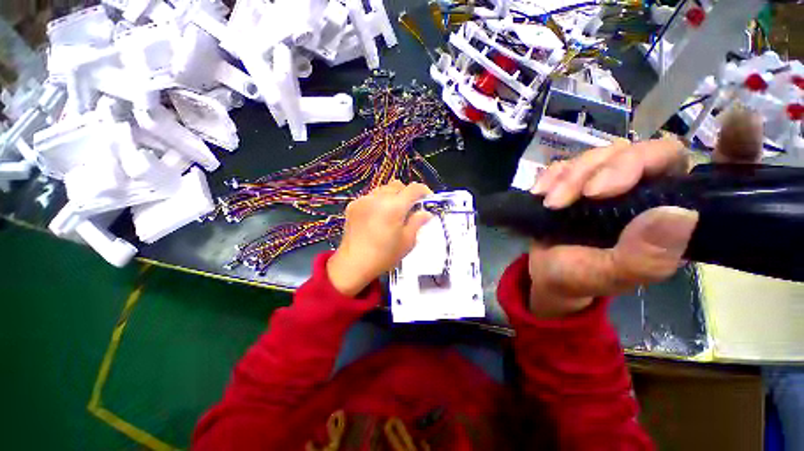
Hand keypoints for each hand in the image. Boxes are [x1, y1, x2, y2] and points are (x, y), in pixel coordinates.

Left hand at [327, 181, 432, 296]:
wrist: (353, 263)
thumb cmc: (384, 255)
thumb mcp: (407, 241)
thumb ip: (417, 222)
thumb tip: (425, 213)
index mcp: (395, 206)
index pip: (414, 188)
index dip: (424, 191)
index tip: (427, 200)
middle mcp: (379, 198)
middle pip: (398, 185)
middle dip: (407, 194)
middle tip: (409, 209)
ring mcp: (364, 200)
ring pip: (383, 189)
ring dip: (392, 196)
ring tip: (392, 213)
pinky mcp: (353, 205)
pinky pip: (370, 197)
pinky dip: (378, 202)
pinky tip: (376, 217)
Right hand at [526, 107, 762, 317]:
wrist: (544, 272)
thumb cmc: (579, 279)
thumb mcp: (609, 277)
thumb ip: (642, 258)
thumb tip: (678, 215)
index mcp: (672, 218)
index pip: (717, 176)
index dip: (735, 147)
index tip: (738, 121)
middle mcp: (648, 193)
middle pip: (649, 152)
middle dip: (615, 167)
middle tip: (587, 194)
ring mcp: (608, 183)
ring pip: (604, 153)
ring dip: (573, 175)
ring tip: (552, 203)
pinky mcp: (576, 181)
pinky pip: (568, 161)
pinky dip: (552, 174)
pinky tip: (540, 192)